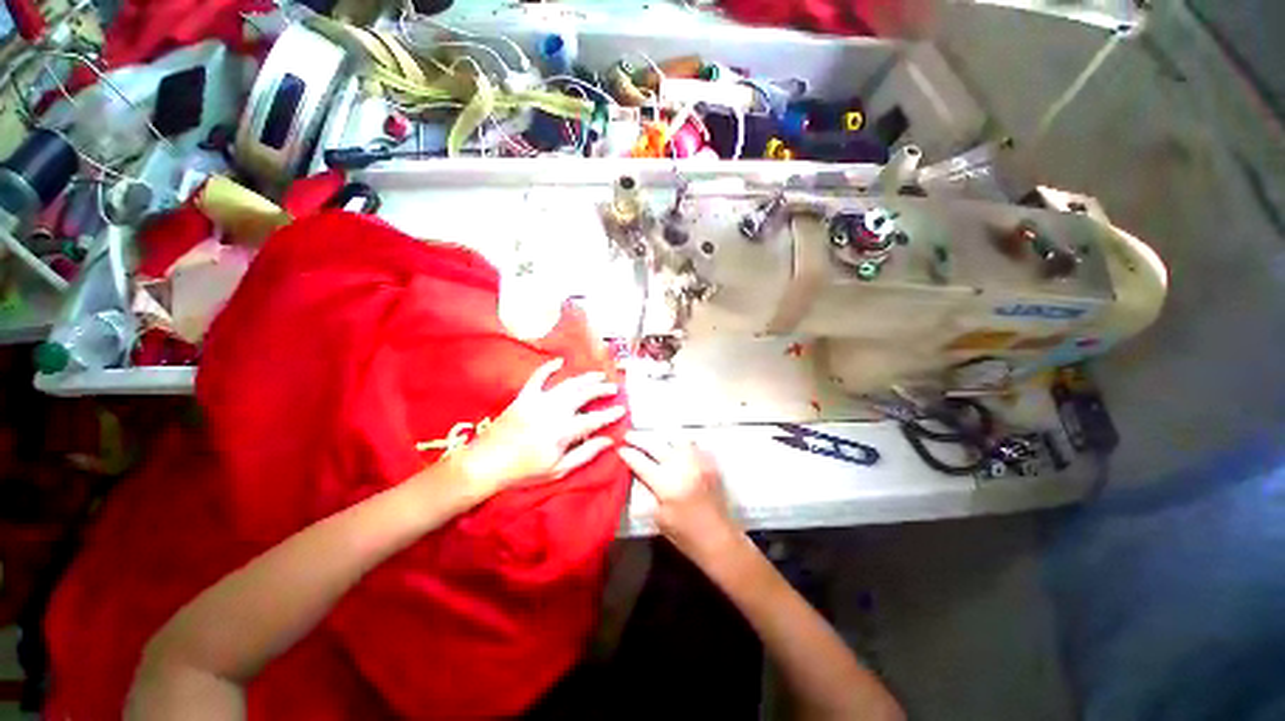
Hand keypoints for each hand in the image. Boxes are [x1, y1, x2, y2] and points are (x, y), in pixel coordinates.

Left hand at [453, 358, 624, 501]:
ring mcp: (538, 401)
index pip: (594, 419)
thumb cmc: (524, 471)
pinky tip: (560, 361)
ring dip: (585, 378)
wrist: (486, 463)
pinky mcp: (524, 397)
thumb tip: (608, 441)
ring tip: (598, 375)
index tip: (622, 408)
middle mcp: (554, 412)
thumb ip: (585, 454)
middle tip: (613, 388)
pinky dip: (548, 368)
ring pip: (568, 384)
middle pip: (584, 395)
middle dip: (602, 389)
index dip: (610, 413)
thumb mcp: (559, 469)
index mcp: (563, 431)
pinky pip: (538, 377)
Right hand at [617, 433, 739, 561]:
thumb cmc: (685, 534)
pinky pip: (693, 443)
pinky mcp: (710, 462)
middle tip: (629, 435)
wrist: (719, 538)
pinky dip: (682, 442)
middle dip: (639, 438)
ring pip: (676, 438)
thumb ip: (646, 491)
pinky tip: (675, 446)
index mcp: (667, 484)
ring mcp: (698, 461)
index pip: (641, 462)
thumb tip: (637, 473)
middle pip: (656, 444)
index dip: (628, 454)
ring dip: (661, 437)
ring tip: (652, 438)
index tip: (620, 449)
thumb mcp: (658, 516)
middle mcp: (682, 466)